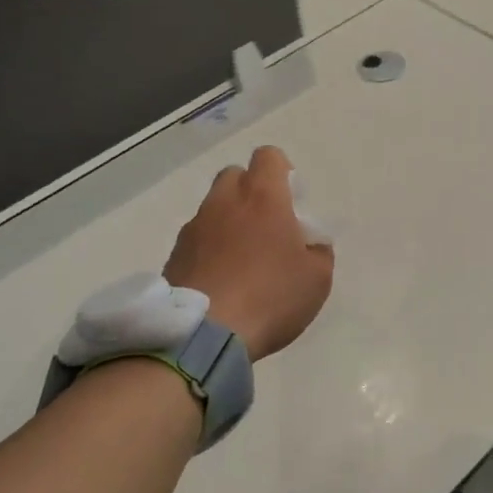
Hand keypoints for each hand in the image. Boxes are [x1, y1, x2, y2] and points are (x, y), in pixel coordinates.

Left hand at [164, 146, 333, 359]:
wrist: (203, 335)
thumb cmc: (270, 296)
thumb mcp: (317, 278)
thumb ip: (318, 251)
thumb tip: (310, 244)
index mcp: (263, 197)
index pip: (268, 156)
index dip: (282, 172)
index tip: (291, 201)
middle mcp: (224, 202)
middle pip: (235, 176)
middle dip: (251, 193)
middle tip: (267, 227)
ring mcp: (194, 228)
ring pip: (214, 209)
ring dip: (229, 223)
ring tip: (243, 262)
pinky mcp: (174, 255)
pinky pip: (197, 240)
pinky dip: (210, 251)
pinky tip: (222, 282)